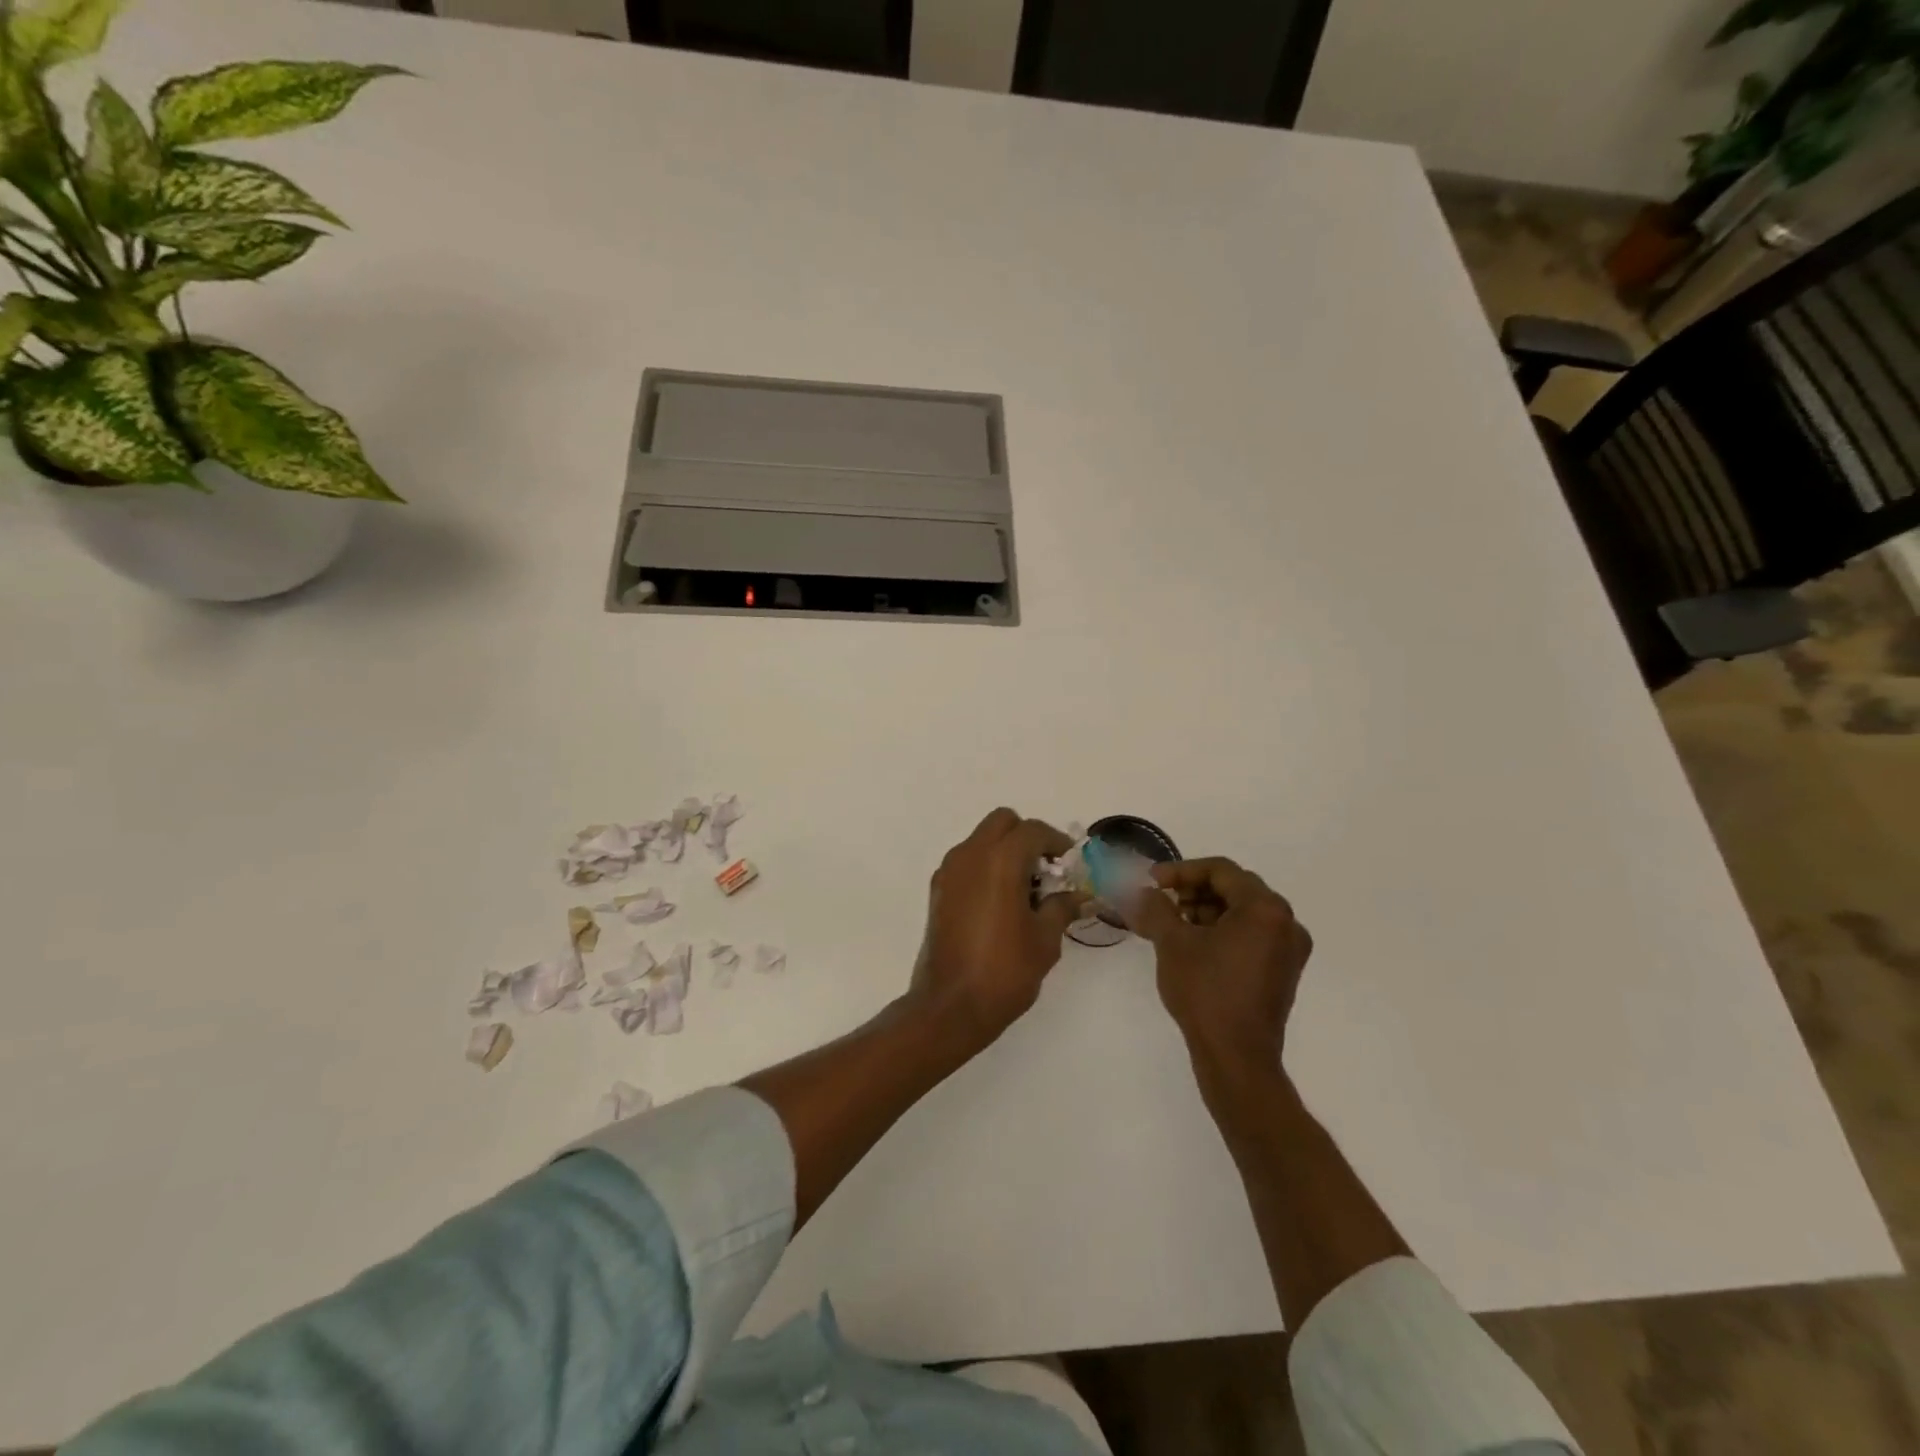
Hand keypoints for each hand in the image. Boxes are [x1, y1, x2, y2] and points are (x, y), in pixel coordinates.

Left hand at [910, 807, 1085, 1053]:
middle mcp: (970, 855)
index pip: (1032, 831)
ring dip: (1004, 851)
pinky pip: (966, 861)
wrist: (951, 1006)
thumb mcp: (1045, 939)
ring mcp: (949, 871)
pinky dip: (985, 867)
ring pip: (981, 839)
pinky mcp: (938, 890)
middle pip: (1002, 822)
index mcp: (1000, 860)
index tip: (1069, 864)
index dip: (1056, 842)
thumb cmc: (1004, 971)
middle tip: (1045, 870)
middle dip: (1027, 838)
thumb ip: (1062, 907)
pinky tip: (1000, 903)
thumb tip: (1079, 896)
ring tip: (1025, 891)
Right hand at [1127, 857, 1312, 1072]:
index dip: (1181, 871)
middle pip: (1234, 889)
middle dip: (1193, 890)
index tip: (1151, 882)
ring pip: (1242, 913)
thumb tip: (1139, 892)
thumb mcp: (1172, 943)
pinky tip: (1193, 946)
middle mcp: (1286, 923)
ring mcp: (1288, 950)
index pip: (1220, 870)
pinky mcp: (1282, 973)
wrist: (1236, 1058)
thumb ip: (1155, 908)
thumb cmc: (1206, 992)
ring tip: (1172, 925)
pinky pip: (1251, 935)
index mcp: (1265, 908)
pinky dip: (1221, 931)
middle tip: (1161, 902)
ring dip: (1205, 911)